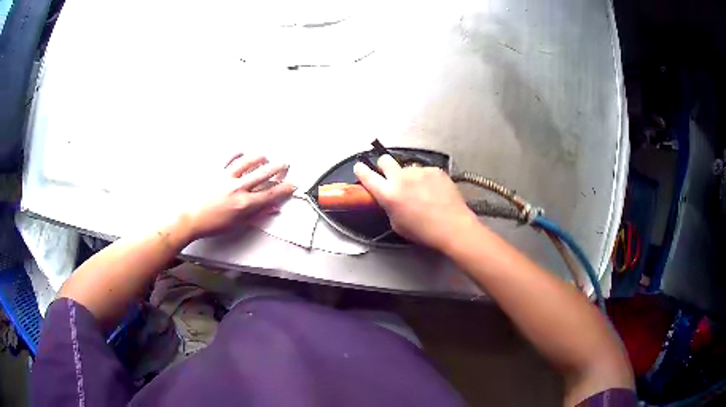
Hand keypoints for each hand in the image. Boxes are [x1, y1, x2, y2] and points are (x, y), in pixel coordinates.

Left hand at [179, 153, 295, 240]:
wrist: (190, 218)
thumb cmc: (213, 224)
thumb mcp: (237, 224)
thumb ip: (257, 215)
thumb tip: (273, 209)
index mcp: (245, 203)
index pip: (271, 193)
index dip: (285, 188)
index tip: (293, 185)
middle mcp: (239, 187)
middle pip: (264, 173)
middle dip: (279, 168)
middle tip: (285, 165)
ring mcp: (227, 176)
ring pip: (249, 161)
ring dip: (261, 158)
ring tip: (266, 158)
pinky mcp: (216, 170)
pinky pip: (230, 157)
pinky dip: (238, 153)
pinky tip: (243, 153)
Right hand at [353, 155, 478, 250]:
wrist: (453, 227)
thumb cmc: (423, 232)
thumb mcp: (397, 224)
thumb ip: (389, 206)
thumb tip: (390, 199)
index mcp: (388, 194)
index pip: (366, 175)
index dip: (360, 170)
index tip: (359, 167)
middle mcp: (401, 178)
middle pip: (384, 160)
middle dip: (383, 165)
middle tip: (390, 176)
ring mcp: (419, 171)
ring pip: (407, 168)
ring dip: (409, 176)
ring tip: (421, 191)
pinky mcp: (435, 170)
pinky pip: (425, 171)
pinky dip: (426, 179)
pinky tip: (434, 192)